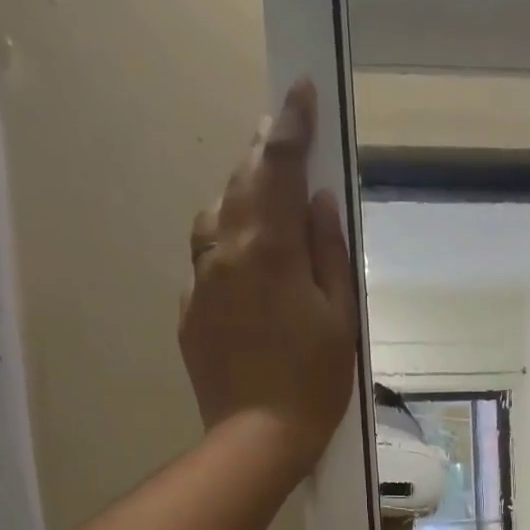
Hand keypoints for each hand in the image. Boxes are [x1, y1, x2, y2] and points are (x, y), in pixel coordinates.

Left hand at [181, 79, 359, 482]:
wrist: (257, 440)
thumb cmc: (313, 384)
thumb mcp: (339, 319)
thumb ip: (328, 253)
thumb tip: (317, 201)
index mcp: (269, 249)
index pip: (278, 166)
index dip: (292, 125)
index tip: (301, 90)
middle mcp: (225, 252)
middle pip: (240, 183)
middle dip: (263, 155)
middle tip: (283, 139)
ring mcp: (200, 283)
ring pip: (215, 220)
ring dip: (240, 201)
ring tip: (264, 206)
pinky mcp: (190, 314)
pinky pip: (207, 265)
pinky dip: (227, 252)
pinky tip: (247, 274)